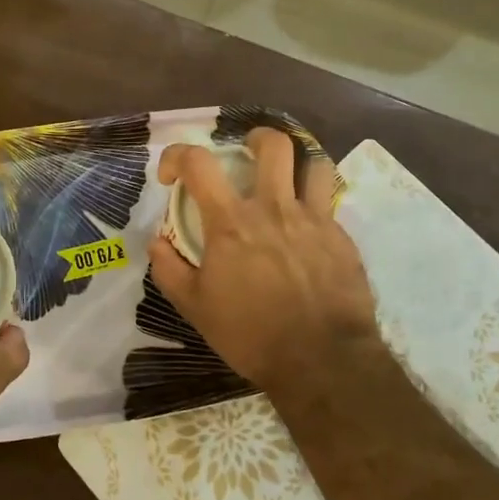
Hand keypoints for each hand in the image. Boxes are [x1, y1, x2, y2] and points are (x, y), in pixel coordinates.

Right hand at [150, 128, 379, 394]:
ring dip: (298, 164)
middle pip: (272, 144)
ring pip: (313, 163)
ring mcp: (313, 219)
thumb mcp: (195, 307)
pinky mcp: (342, 238)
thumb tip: (156, 241)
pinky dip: (315, 206)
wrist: (321, 361)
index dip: (177, 156)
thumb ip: (169, 269)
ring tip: (288, 179)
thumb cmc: (251, 334)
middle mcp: (273, 208)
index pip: (198, 162)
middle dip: (256, 138)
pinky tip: (309, 231)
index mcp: (231, 222)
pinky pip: (329, 204)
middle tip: (247, 153)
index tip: (173, 177)